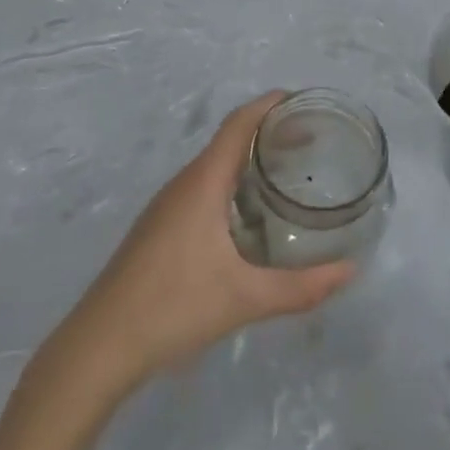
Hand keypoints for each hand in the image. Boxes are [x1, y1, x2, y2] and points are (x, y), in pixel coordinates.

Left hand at [66, 92, 354, 386]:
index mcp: (202, 183)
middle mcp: (184, 184)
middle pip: (230, 140)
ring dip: (250, 159)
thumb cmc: (172, 308)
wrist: (99, 348)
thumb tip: (350, 271)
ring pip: (215, 166)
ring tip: (288, 172)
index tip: (303, 101)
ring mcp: (168, 206)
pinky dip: (234, 183)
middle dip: (269, 132)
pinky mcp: (160, 227)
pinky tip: (251, 215)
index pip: (239, 124)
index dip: (269, 105)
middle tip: (311, 141)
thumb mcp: (244, 299)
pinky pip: (204, 187)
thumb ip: (301, 287)